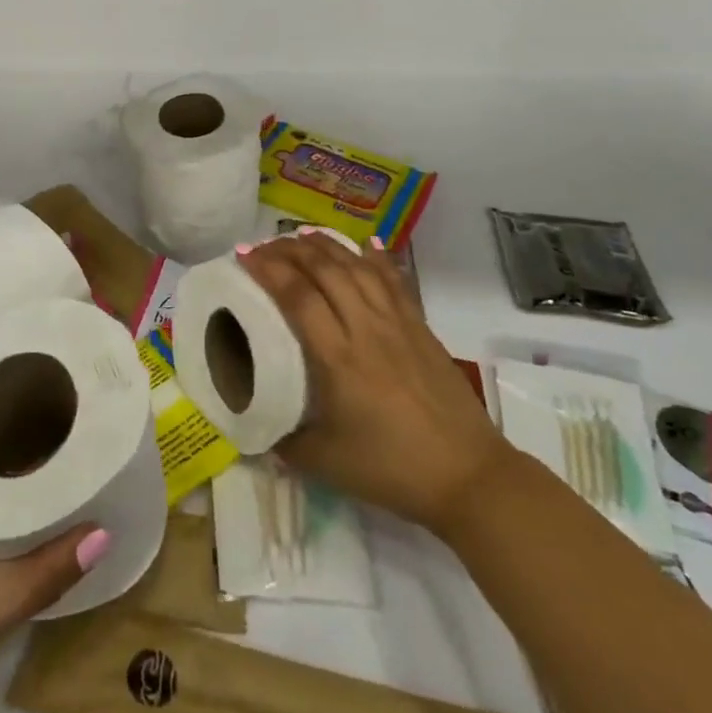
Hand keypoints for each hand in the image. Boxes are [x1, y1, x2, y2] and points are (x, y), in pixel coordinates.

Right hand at [237, 232, 509, 533]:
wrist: (468, 476)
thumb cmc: (392, 469)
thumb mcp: (325, 463)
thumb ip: (284, 440)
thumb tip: (256, 424)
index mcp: (338, 358)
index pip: (297, 297)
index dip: (268, 270)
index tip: (243, 255)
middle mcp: (366, 328)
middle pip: (326, 271)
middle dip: (290, 250)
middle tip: (264, 244)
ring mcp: (398, 323)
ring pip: (358, 267)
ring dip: (327, 246)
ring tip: (302, 236)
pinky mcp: (420, 327)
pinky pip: (394, 280)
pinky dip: (376, 257)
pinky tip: (365, 243)